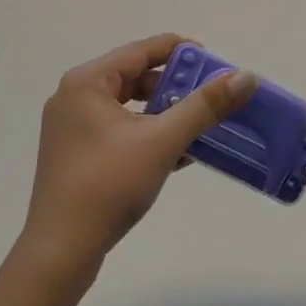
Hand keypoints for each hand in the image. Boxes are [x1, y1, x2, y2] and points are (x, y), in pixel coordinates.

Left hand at [20, 34, 258, 277]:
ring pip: (129, 106)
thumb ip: (204, 106)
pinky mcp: (77, 155)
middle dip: (177, 85)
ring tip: (201, 124)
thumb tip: (245, 76)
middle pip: (135, 76)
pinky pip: (120, 130)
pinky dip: (149, 134)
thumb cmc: (108, 186)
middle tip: (212, 96)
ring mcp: (73, 128)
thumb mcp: (162, 141)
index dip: (182, 52)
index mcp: (87, 81)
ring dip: (166, 113)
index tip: (216, 64)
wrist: (59, 254)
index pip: (142, 50)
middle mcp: (76, 96)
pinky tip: (181, 152)